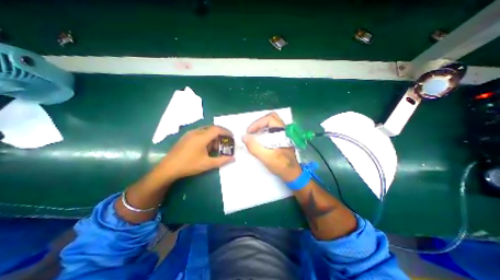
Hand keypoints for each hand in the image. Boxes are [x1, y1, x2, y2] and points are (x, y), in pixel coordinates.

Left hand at [158, 126, 233, 179]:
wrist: (168, 168)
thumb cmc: (189, 165)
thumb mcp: (207, 164)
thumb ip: (222, 160)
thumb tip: (233, 158)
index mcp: (201, 137)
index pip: (217, 129)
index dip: (226, 132)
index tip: (232, 137)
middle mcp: (196, 132)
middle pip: (212, 128)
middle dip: (221, 134)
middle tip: (225, 142)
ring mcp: (190, 134)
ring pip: (206, 131)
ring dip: (213, 136)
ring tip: (216, 147)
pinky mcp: (186, 137)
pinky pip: (200, 133)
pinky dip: (207, 137)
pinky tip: (206, 147)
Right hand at [242, 113, 299, 181]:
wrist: (292, 174)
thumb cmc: (281, 166)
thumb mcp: (266, 157)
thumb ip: (254, 147)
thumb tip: (244, 137)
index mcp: (283, 132)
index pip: (270, 119)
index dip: (257, 123)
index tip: (249, 132)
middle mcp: (285, 130)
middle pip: (270, 119)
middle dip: (259, 123)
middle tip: (251, 131)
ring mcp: (284, 134)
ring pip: (271, 124)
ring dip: (261, 128)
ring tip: (253, 136)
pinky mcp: (282, 139)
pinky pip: (271, 130)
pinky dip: (264, 132)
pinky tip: (259, 140)